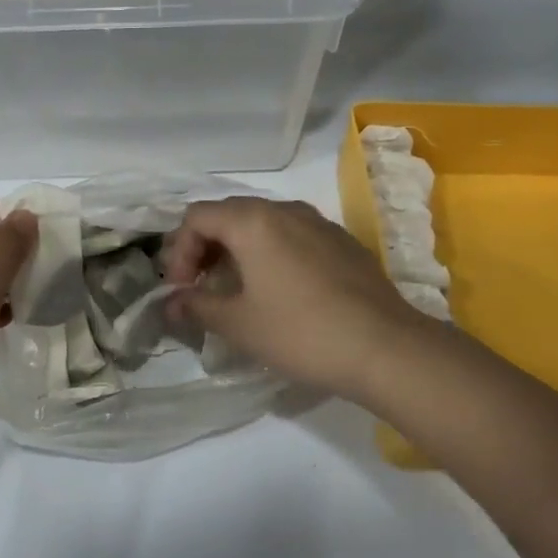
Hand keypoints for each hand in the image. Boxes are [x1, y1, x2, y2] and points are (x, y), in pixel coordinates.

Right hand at [163, 197, 430, 401]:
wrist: (387, 347)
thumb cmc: (301, 332)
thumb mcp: (239, 324)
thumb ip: (197, 306)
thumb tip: (171, 303)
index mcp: (252, 221)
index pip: (196, 217)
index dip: (178, 251)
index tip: (180, 289)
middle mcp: (284, 210)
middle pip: (228, 214)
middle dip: (205, 248)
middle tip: (200, 286)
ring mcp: (318, 222)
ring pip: (262, 223)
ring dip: (238, 250)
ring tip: (236, 289)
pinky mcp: (342, 241)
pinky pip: (292, 235)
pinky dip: (271, 253)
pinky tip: (279, 291)